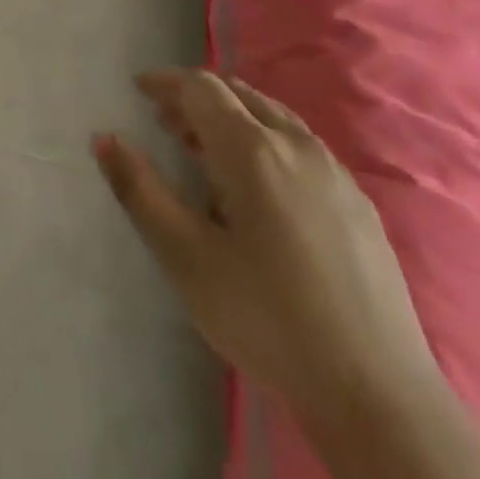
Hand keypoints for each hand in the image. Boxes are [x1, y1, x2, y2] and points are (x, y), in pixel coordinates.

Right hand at [94, 70, 439, 427]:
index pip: (202, 89)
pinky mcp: (358, 204)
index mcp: (253, 150)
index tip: (138, 89)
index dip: (166, 83)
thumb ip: (139, 190)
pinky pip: (300, 146)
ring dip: (232, 118)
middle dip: (196, 98)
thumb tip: (103, 138)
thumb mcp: (184, 256)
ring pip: (273, 117)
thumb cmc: (265, 317)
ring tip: (203, 149)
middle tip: (165, 122)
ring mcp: (335, 174)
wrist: (376, 395)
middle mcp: (296, 146)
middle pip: (239, 95)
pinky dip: (265, 140)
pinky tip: (257, 187)